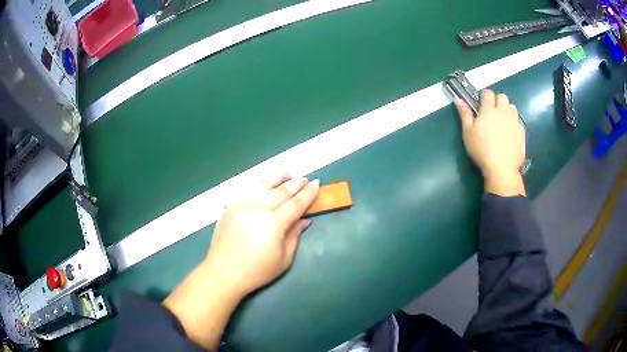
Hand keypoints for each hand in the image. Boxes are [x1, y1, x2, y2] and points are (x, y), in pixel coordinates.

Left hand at [163, 175, 318, 349]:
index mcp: (274, 224)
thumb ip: (294, 236)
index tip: (317, 184)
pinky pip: (247, 189)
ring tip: (287, 172)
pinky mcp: (231, 206)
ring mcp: (242, 205)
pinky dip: (259, 182)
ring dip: (277, 177)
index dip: (308, 194)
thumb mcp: (284, 259)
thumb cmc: (257, 271)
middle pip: (281, 191)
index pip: (295, 204)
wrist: (224, 272)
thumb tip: (305, 219)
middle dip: (295, 183)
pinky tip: (265, 181)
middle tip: (305, 178)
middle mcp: (258, 209)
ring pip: (263, 185)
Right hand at [455, 90, 525, 195]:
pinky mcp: (521, 132)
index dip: (484, 96)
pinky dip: (514, 123)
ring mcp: (514, 121)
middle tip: (492, 113)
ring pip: (512, 107)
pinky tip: (509, 134)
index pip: (488, 93)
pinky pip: (518, 121)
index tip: (481, 105)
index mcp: (488, 110)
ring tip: (502, 121)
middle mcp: (503, 111)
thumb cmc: (482, 150)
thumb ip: (464, 114)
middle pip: (502, 96)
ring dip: (507, 110)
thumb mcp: (468, 133)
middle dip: (497, 101)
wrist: (502, 168)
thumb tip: (458, 99)